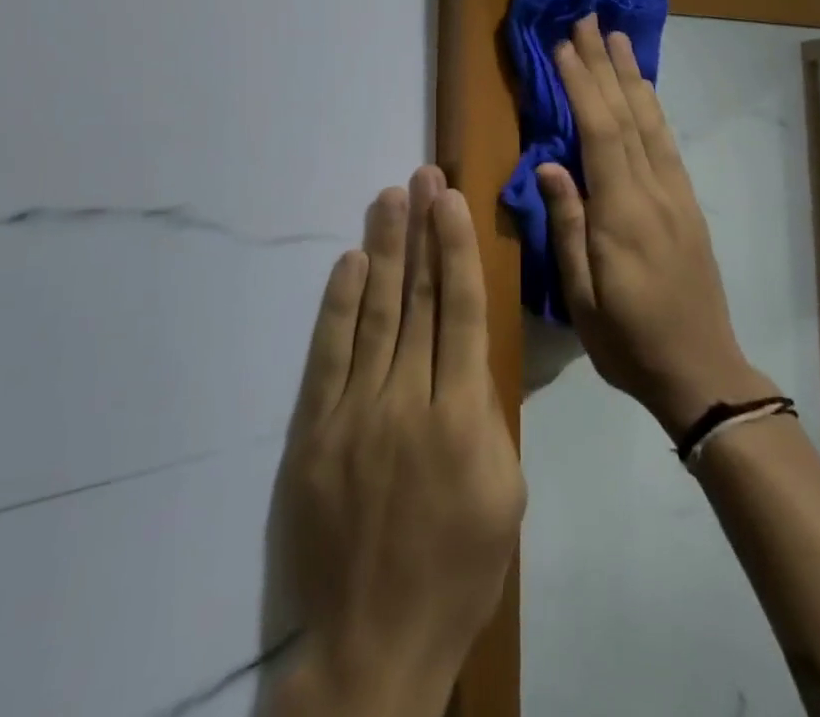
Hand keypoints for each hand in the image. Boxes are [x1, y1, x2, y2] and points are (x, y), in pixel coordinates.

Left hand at [272, 167, 525, 716]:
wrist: (372, 643)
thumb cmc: (457, 570)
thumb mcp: (505, 495)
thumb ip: (487, 416)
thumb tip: (466, 352)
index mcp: (463, 417)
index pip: (458, 311)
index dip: (456, 249)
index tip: (451, 202)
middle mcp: (408, 400)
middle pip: (417, 298)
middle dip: (421, 231)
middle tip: (421, 177)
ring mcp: (356, 412)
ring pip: (375, 312)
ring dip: (384, 250)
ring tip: (389, 198)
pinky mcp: (315, 430)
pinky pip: (329, 353)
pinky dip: (339, 303)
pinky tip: (350, 262)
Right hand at [538, 16, 776, 437]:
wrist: (702, 371)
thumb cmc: (629, 340)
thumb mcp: (582, 296)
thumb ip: (568, 224)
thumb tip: (548, 163)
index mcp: (624, 213)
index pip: (600, 132)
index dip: (582, 84)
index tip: (563, 46)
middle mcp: (655, 191)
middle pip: (628, 113)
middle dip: (606, 63)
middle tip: (589, 20)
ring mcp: (677, 194)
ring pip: (652, 121)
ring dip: (632, 75)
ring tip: (618, 38)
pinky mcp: (688, 203)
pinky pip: (666, 141)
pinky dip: (651, 107)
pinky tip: (642, 91)